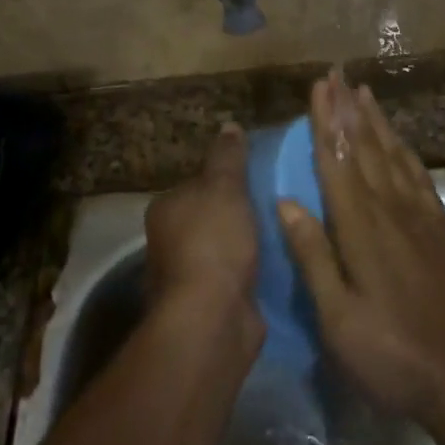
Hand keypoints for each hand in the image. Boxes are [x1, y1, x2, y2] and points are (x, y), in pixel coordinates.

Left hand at [145, 122, 263, 341]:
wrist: (212, 318)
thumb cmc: (214, 242)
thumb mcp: (225, 187)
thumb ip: (227, 157)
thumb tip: (229, 125)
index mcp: (165, 209)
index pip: (195, 184)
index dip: (223, 180)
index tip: (253, 179)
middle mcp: (168, 242)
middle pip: (207, 218)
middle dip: (233, 215)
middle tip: (272, 204)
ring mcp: (187, 277)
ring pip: (220, 250)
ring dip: (243, 246)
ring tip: (279, 233)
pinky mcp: (208, 306)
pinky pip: (233, 278)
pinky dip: (249, 273)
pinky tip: (274, 266)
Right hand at [278, 71, 444, 427]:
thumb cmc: (390, 353)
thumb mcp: (338, 318)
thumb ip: (313, 256)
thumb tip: (285, 202)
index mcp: (361, 227)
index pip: (337, 161)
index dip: (326, 121)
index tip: (318, 87)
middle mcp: (391, 209)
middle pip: (364, 147)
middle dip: (347, 108)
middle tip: (336, 73)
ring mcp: (420, 216)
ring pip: (392, 154)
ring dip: (375, 120)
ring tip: (363, 91)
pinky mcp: (440, 227)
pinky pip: (418, 175)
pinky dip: (403, 149)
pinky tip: (397, 139)